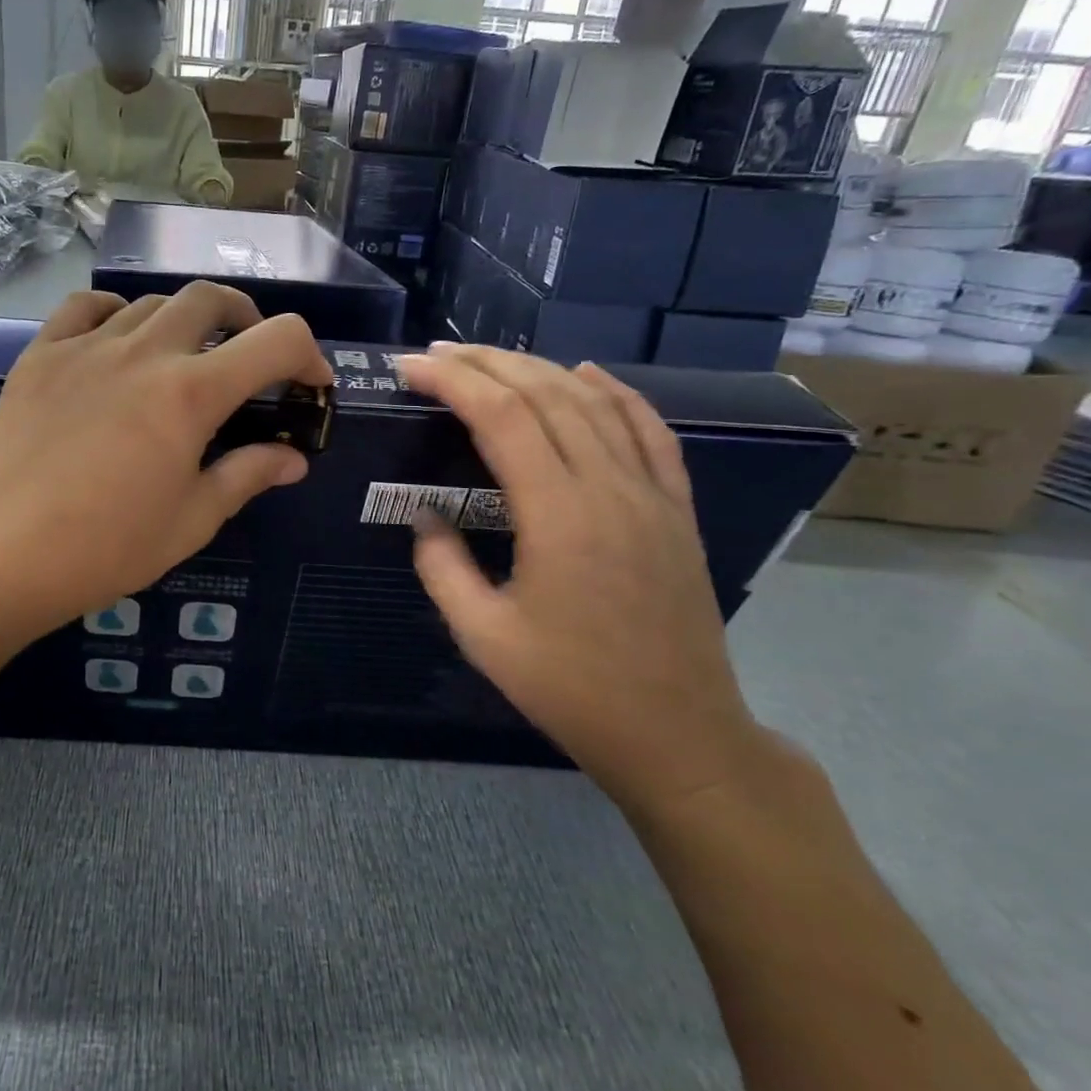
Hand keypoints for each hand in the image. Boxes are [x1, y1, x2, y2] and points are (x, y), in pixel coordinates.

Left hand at [0, 283, 331, 634]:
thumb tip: (294, 459)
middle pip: (211, 298)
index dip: (308, 354)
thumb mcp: (193, 518)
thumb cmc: (110, 547)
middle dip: (246, 320)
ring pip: (152, 302)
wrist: (8, 555)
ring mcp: (86, 346)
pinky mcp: (41, 355)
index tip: (309, 383)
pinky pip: (86, 306)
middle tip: (247, 357)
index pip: (276, 340)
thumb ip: (248, 474)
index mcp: (191, 394)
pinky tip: (117, 341)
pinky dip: (115, 312)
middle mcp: (144, 352)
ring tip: (181, 358)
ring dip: (183, 321)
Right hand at [399, 344, 765, 815]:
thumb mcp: (483, 636)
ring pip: (594, 403)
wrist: (679, 735)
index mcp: (559, 515)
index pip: (501, 417)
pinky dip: (616, 393)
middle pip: (545, 395)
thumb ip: (442, 567)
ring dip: (539, 369)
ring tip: (491, 357)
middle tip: (437, 355)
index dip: (452, 382)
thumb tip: (425, 516)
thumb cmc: (572, 689)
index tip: (410, 369)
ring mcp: (651, 494)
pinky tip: (587, 374)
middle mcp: (609, 488)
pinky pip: (649, 430)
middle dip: (486, 364)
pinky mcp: (676, 508)